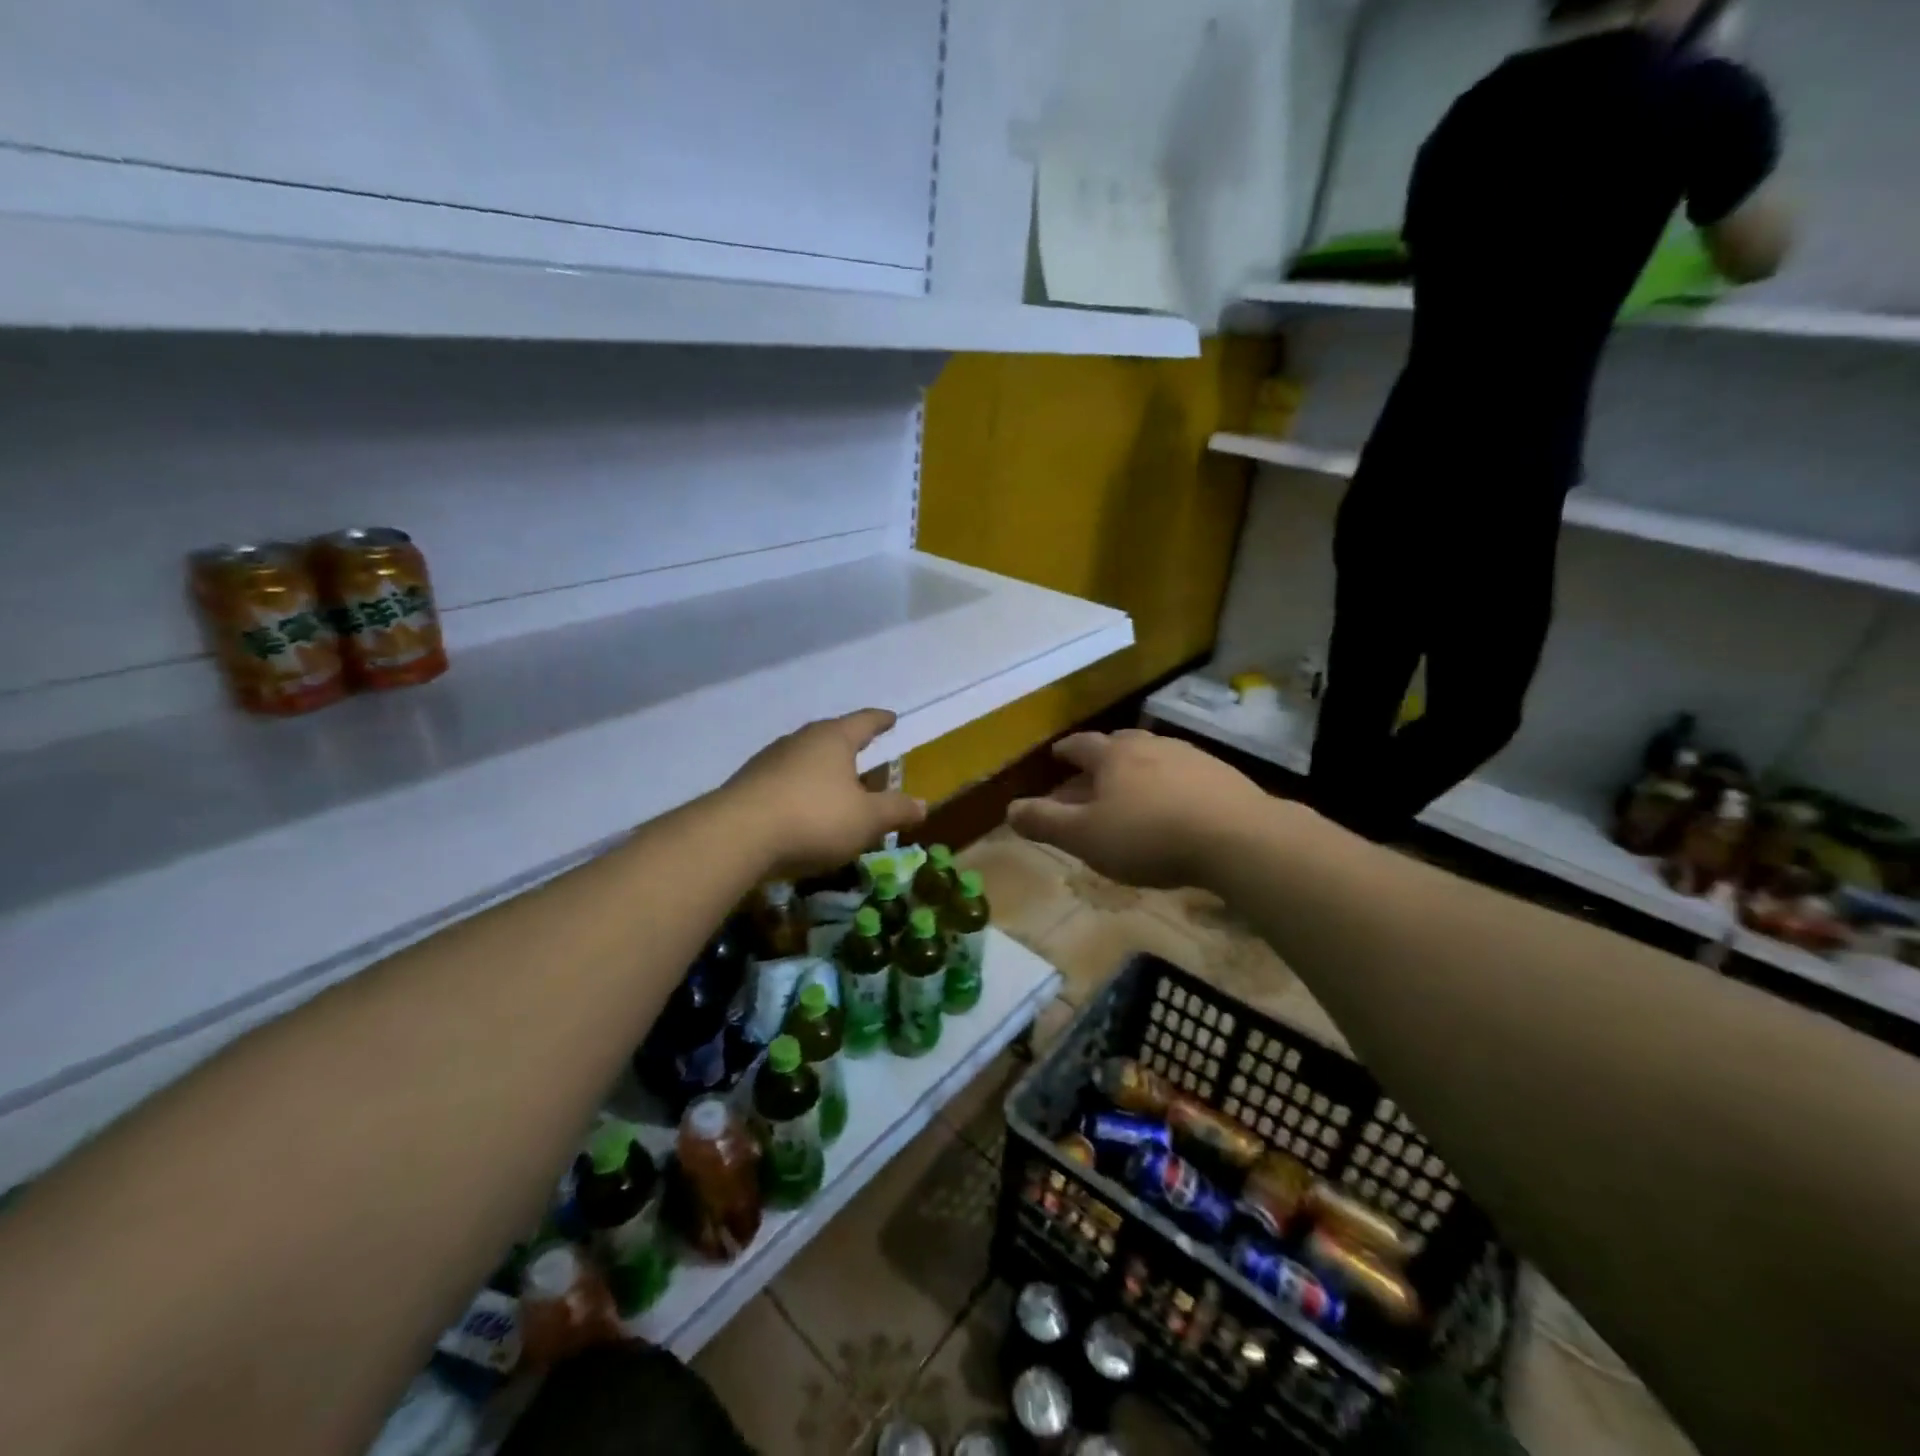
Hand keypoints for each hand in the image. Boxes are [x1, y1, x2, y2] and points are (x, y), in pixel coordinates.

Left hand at [720, 709, 925, 879]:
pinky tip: (800, 808)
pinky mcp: (747, 785)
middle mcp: (800, 741)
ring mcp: (769, 760)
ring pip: (803, 758)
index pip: (864, 722)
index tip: (890, 718)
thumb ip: (896, 810)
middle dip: (847, 743)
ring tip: (833, 782)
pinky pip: (782, 781)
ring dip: (820, 769)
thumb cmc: (814, 818)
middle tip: (863, 749)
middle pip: (830, 736)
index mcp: (833, 739)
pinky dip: (798, 789)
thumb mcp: (867, 820)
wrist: (737, 835)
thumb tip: (923, 804)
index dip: (880, 721)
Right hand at [1007, 730, 1265, 889]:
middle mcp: (1150, 746)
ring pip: (1153, 758)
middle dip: (1100, 760)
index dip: (1066, 751)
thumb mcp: (1085, 837)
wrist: (1237, 838)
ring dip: (1136, 772)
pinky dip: (1169, 787)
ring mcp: (1191, 757)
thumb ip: (1044, 822)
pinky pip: (1184, 776)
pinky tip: (1175, 808)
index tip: (1057, 755)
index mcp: (1113, 756)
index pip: (1081, 746)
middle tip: (1090, 776)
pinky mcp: (1223, 776)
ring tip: (1131, 794)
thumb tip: (1009, 810)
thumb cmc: (1149, 836)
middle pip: (1118, 745)